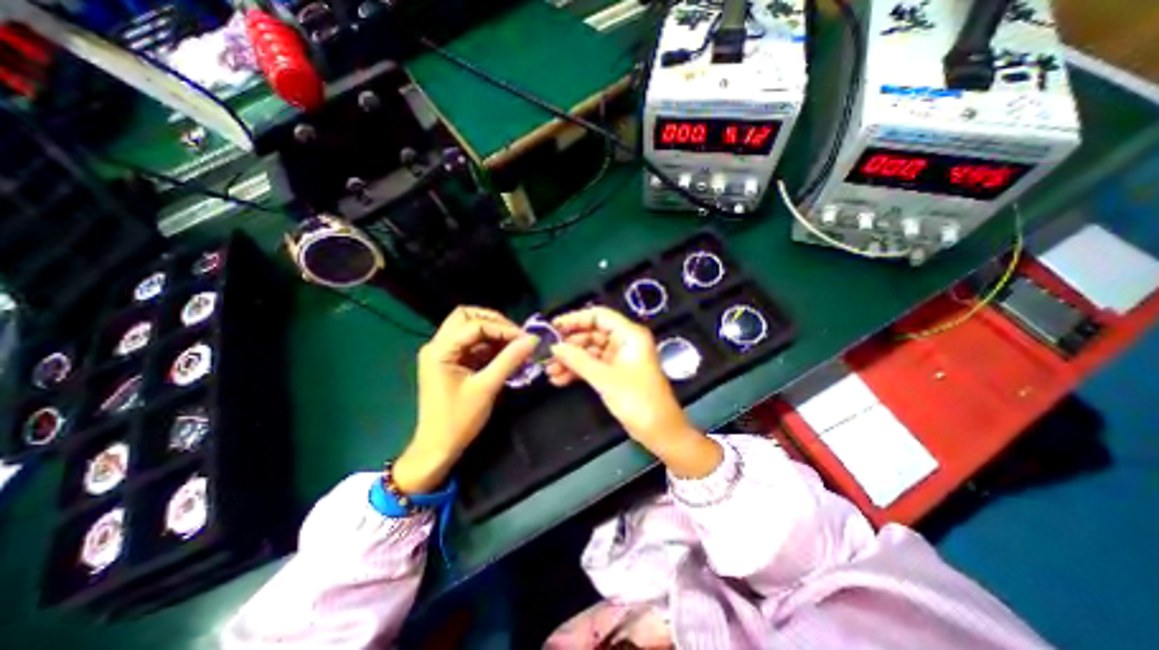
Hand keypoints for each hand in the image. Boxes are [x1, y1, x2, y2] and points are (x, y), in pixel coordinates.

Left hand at [395, 304, 538, 492]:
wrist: (437, 447)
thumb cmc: (459, 419)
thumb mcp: (487, 388)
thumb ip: (509, 360)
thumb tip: (532, 340)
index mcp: (440, 350)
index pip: (474, 325)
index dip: (502, 328)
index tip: (525, 339)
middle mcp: (437, 345)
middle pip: (466, 317)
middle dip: (494, 322)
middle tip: (516, 335)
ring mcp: (443, 353)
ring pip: (469, 328)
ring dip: (493, 332)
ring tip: (514, 345)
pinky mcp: (450, 362)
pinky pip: (471, 343)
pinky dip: (489, 344)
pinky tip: (505, 354)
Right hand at [544, 305, 715, 477]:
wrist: (659, 431)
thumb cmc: (637, 400)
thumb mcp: (605, 379)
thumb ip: (578, 360)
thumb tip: (554, 346)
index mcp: (629, 335)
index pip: (599, 316)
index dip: (575, 319)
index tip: (552, 327)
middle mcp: (624, 342)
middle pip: (592, 333)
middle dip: (569, 344)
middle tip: (547, 353)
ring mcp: (619, 358)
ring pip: (590, 351)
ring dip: (570, 360)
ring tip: (549, 371)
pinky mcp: (615, 373)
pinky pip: (593, 366)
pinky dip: (577, 371)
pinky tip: (559, 380)